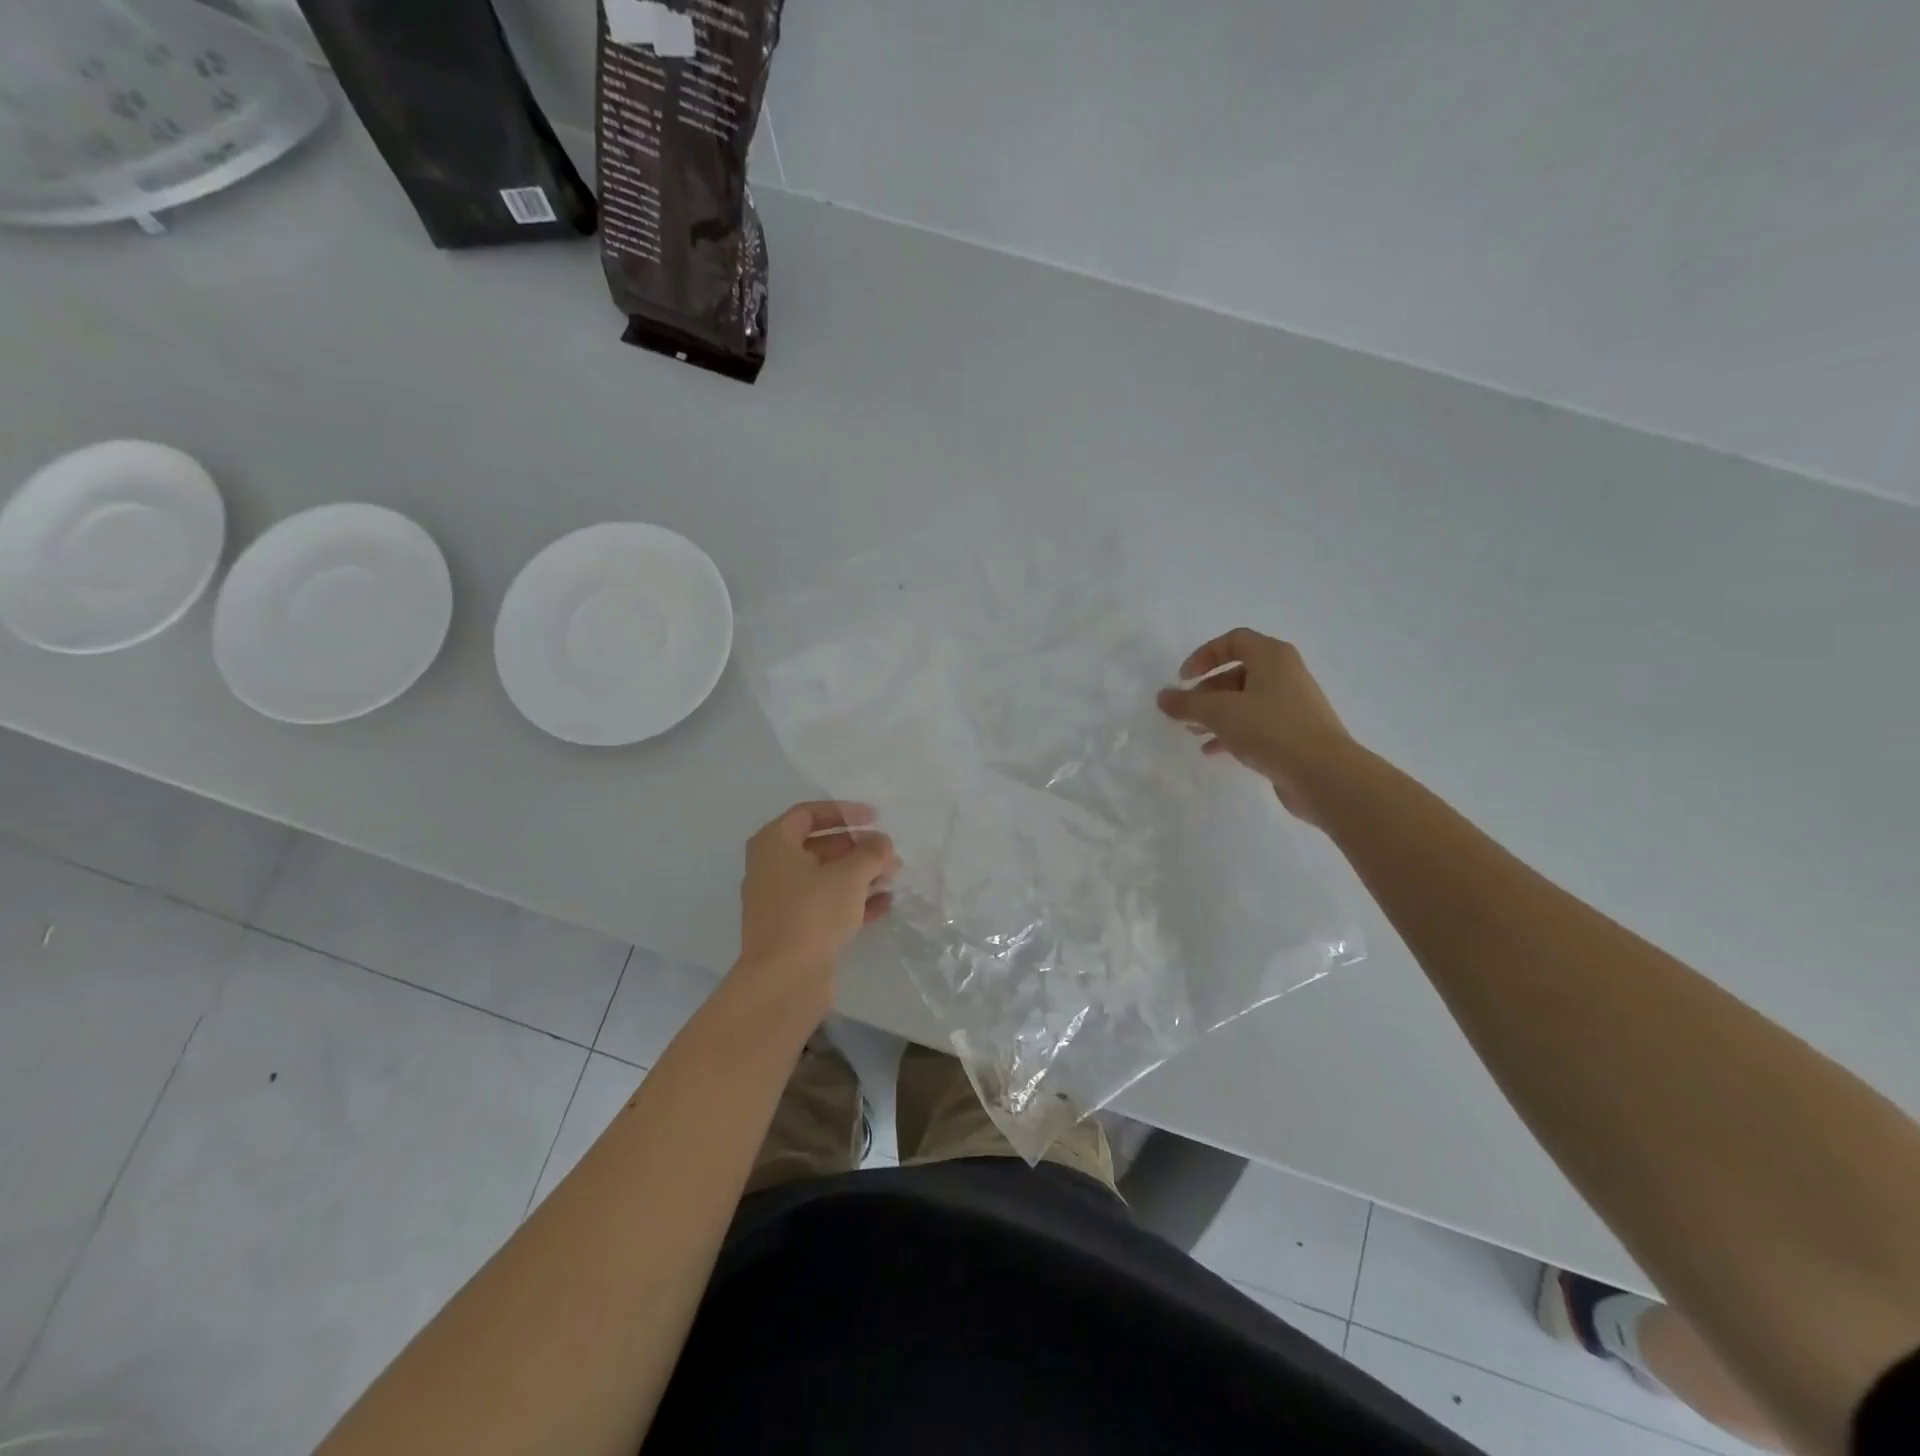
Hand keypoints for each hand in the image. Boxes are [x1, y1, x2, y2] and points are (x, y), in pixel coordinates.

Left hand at [734, 801, 899, 1006]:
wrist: (783, 981)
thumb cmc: (812, 913)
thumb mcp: (850, 875)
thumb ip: (871, 852)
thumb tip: (882, 843)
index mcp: (774, 844)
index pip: (809, 813)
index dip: (844, 812)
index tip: (874, 819)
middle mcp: (771, 868)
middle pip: (819, 846)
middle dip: (857, 848)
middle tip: (887, 853)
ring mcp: (780, 901)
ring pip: (824, 877)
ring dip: (859, 875)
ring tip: (892, 878)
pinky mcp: (793, 929)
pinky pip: (825, 904)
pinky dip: (851, 900)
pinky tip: (883, 905)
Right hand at [1157, 628, 1355, 823]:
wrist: (1324, 774)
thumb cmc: (1270, 729)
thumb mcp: (1220, 712)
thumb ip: (1187, 703)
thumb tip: (1162, 697)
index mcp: (1272, 657)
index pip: (1233, 641)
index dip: (1204, 656)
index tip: (1183, 679)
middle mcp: (1285, 674)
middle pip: (1238, 673)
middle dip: (1206, 691)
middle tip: (1186, 712)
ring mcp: (1292, 705)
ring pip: (1246, 701)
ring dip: (1217, 714)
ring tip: (1194, 733)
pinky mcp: (1295, 733)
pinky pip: (1257, 725)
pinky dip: (1233, 733)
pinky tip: (1214, 751)